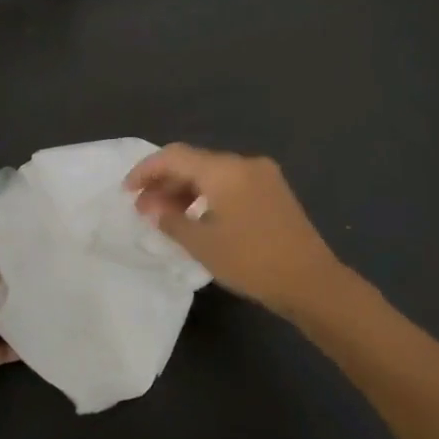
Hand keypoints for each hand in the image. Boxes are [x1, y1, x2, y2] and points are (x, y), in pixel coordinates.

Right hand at [125, 145, 348, 321]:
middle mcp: (244, 163)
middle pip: (194, 162)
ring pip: (213, 173)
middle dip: (165, 181)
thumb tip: (151, 207)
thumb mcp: (203, 244)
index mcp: (224, 170)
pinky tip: (196, 217)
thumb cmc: (252, 261)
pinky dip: (208, 195)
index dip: (146, 170)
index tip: (127, 191)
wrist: (312, 281)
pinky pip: (230, 183)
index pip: (174, 156)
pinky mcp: (273, 192)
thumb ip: (171, 220)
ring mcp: (262, 176)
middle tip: (143, 208)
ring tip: (165, 216)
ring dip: (186, 189)